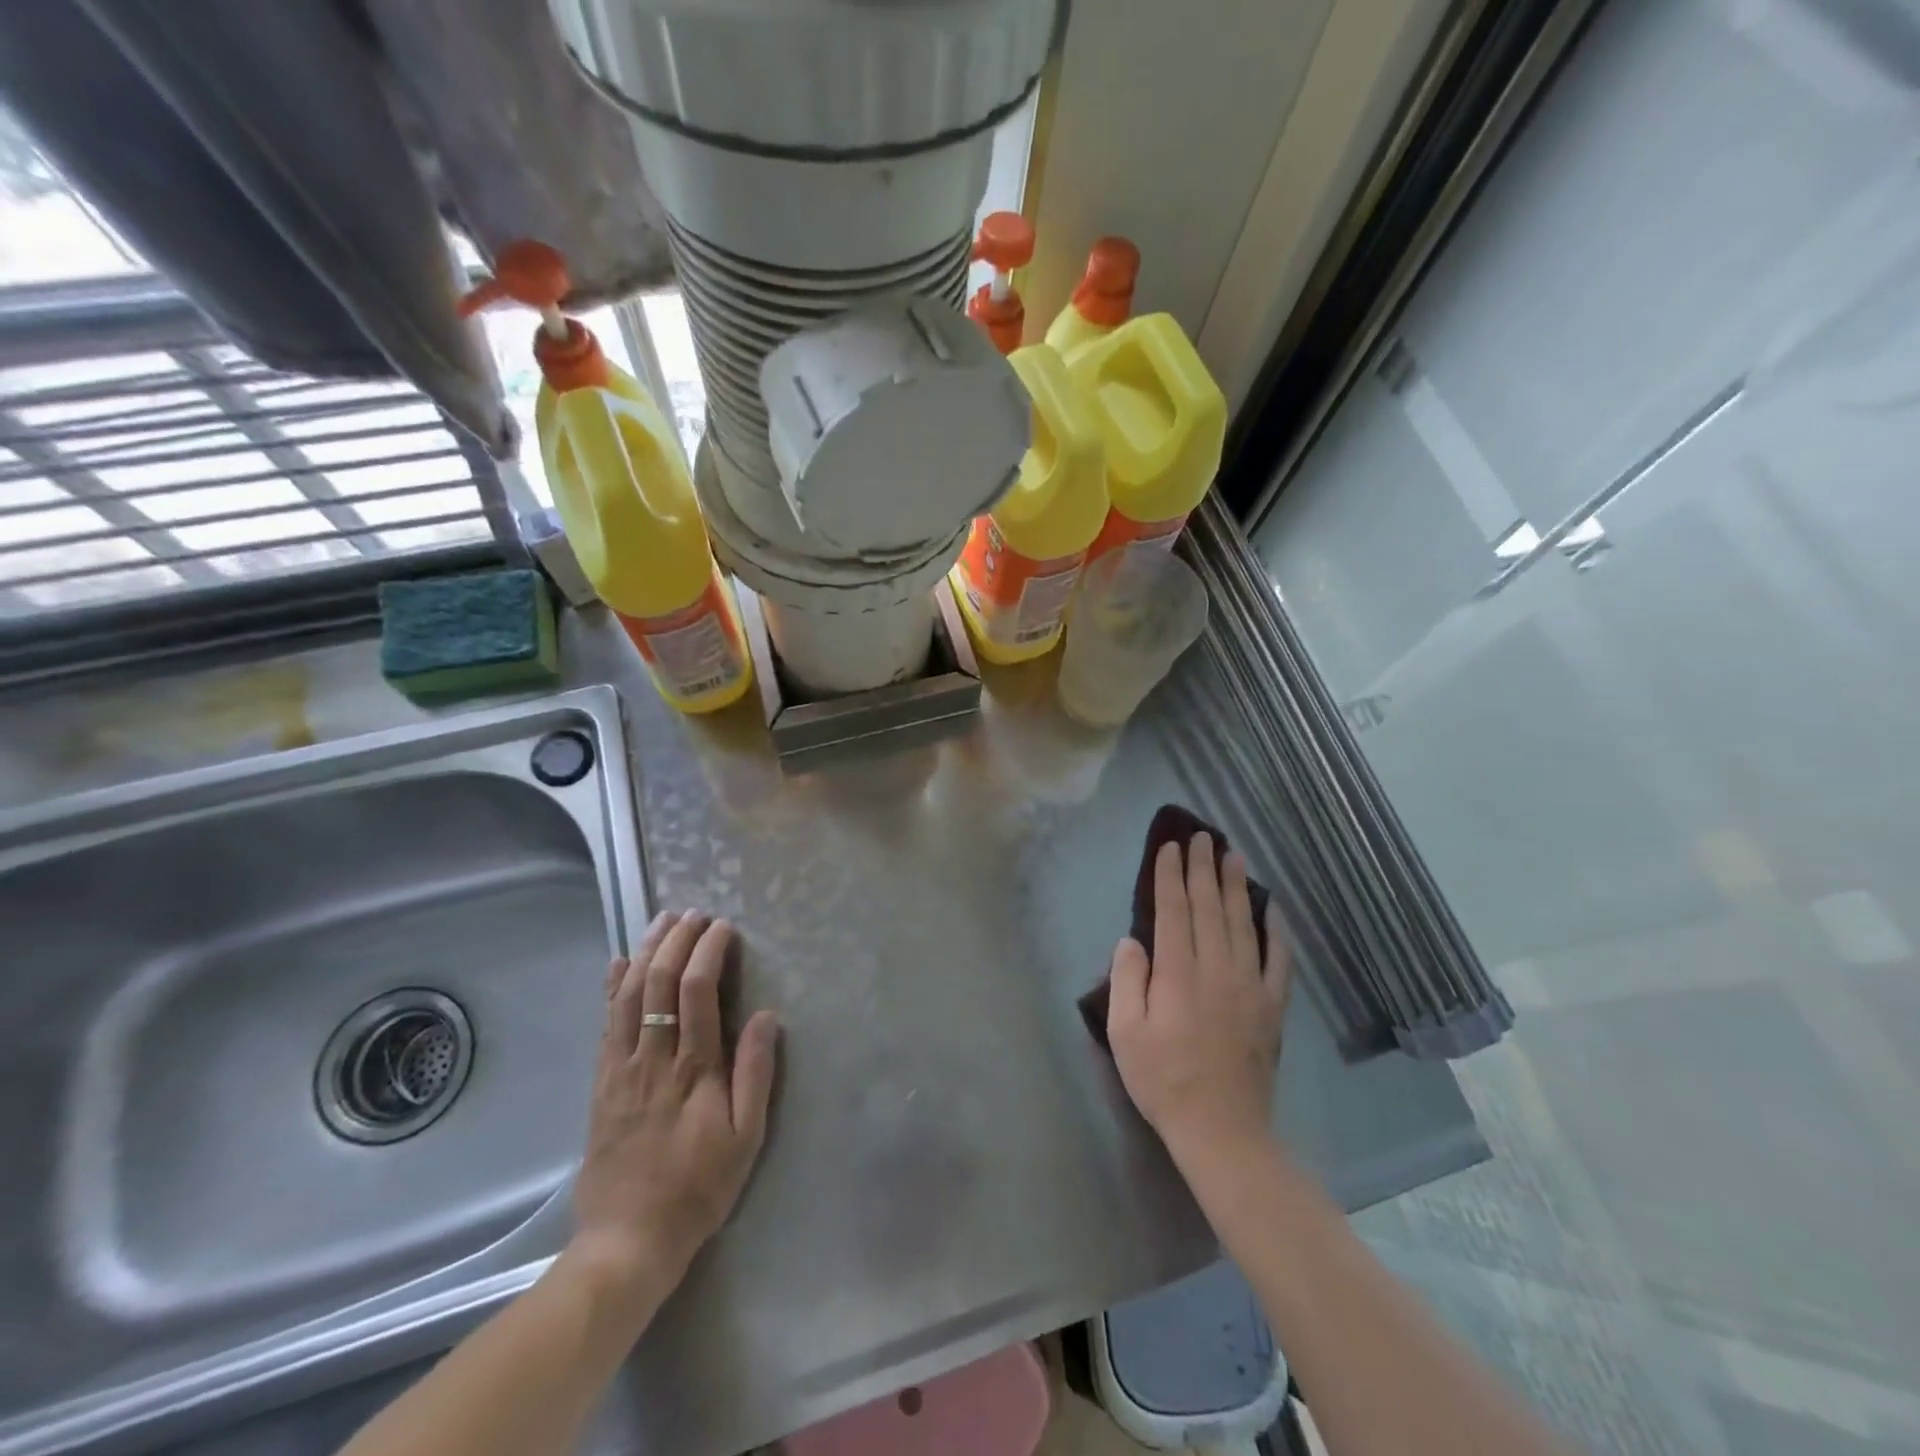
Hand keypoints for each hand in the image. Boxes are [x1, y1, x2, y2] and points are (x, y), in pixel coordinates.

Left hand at [570, 911, 778, 1307]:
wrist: (628, 1240)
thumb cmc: (699, 1188)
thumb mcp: (746, 1138)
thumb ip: (755, 1073)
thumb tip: (766, 1016)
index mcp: (694, 1069)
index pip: (699, 992)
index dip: (710, 951)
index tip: (724, 928)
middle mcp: (654, 1058)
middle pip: (660, 982)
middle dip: (677, 939)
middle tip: (694, 913)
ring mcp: (622, 1068)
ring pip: (629, 995)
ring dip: (646, 951)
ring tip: (661, 920)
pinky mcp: (602, 1082)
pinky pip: (605, 1023)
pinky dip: (611, 988)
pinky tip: (618, 963)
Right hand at [1106, 833, 1290, 1164]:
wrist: (1222, 1129)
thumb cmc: (1163, 1080)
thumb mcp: (1125, 1033)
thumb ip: (1127, 980)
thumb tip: (1132, 940)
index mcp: (1178, 974)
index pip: (1173, 910)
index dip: (1170, 876)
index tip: (1169, 848)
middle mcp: (1216, 969)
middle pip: (1209, 907)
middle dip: (1202, 868)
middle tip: (1201, 836)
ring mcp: (1250, 986)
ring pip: (1242, 923)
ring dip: (1236, 886)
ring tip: (1232, 855)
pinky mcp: (1272, 1006)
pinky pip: (1279, 958)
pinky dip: (1277, 929)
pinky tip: (1273, 906)